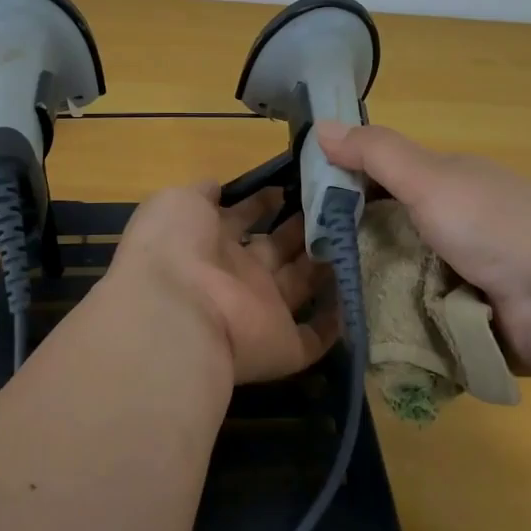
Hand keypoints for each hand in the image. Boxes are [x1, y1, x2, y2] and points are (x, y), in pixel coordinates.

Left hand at [105, 184, 338, 384]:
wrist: (176, 311)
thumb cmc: (175, 246)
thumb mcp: (180, 201)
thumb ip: (202, 194)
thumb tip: (217, 186)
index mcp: (209, 242)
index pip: (242, 218)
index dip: (264, 202)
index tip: (293, 184)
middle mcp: (236, 275)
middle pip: (275, 249)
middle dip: (300, 228)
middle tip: (334, 205)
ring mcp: (259, 311)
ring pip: (298, 286)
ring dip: (322, 264)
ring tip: (354, 233)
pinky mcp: (281, 346)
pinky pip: (312, 338)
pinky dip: (334, 325)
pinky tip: (355, 296)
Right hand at [316, 121, 530, 372]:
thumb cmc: (492, 226)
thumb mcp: (428, 178)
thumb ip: (376, 153)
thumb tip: (321, 125)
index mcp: (459, 180)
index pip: (394, 175)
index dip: (355, 185)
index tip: (317, 208)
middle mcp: (469, 218)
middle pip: (402, 225)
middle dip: (366, 240)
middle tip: (320, 261)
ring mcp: (479, 267)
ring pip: (414, 269)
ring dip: (385, 280)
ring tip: (339, 298)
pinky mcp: (484, 309)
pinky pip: (432, 305)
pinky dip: (410, 310)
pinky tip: (377, 322)